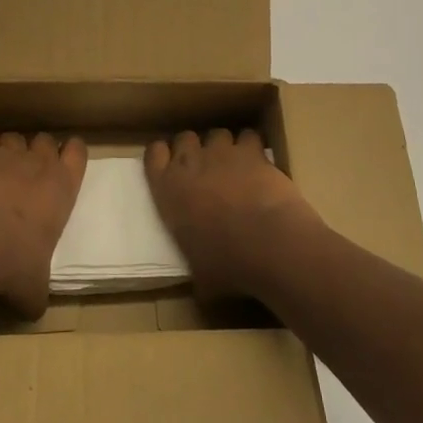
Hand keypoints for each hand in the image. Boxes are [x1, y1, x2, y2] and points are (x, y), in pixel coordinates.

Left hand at [0, 132, 85, 316]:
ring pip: (13, 138)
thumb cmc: (12, 267)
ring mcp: (6, 156)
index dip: (70, 154)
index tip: (63, 164)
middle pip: (44, 139)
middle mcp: (38, 163)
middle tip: (27, 174)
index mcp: (62, 187)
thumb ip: (39, 290)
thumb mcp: (35, 288)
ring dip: (9, 151)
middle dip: (37, 152)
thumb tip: (34, 306)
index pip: (78, 151)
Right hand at [144, 128, 321, 301]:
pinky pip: (248, 136)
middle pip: (185, 137)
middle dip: (194, 148)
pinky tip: (259, 164)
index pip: (153, 155)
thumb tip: (203, 289)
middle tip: (205, 168)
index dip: (163, 157)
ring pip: (217, 134)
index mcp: (167, 190)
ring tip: (235, 166)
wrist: (268, 243)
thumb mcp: (200, 274)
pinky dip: (253, 147)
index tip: (170, 166)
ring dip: (224, 147)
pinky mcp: (252, 151)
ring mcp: (222, 153)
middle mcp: (190, 163)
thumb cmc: (227, 264)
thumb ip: (196, 268)